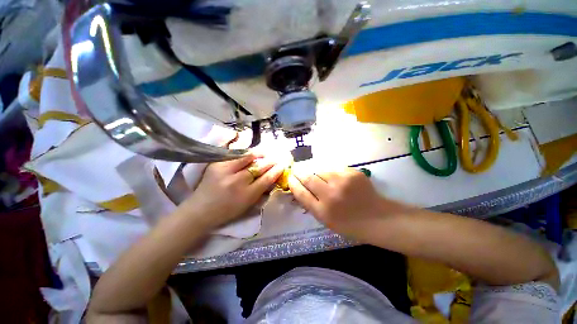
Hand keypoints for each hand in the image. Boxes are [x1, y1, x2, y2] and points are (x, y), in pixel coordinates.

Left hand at [179, 154, 283, 229]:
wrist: (200, 210)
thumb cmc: (227, 211)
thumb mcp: (248, 205)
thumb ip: (261, 191)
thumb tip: (272, 178)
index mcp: (246, 195)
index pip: (266, 179)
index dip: (276, 170)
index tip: (282, 165)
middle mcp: (237, 182)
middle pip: (259, 167)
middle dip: (270, 161)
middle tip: (276, 158)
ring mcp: (225, 171)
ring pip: (247, 157)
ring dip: (259, 154)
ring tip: (265, 152)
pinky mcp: (217, 164)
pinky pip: (235, 155)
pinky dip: (245, 153)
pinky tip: (251, 153)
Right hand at [288, 168, 411, 241]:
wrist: (378, 218)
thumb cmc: (349, 224)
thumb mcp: (326, 221)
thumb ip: (311, 205)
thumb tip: (299, 189)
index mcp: (323, 211)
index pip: (301, 193)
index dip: (293, 184)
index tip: (289, 178)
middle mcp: (331, 195)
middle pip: (308, 178)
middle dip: (300, 173)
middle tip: (297, 170)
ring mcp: (343, 182)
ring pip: (320, 170)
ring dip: (316, 172)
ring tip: (319, 176)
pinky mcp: (352, 173)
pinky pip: (334, 168)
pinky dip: (330, 171)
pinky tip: (334, 178)